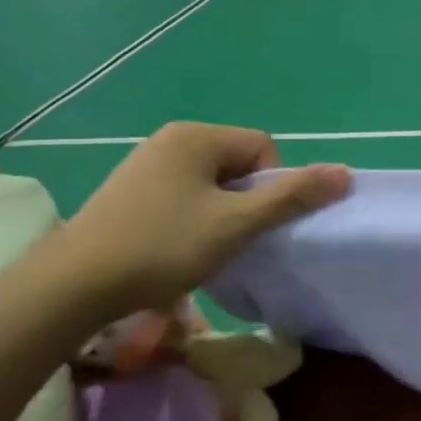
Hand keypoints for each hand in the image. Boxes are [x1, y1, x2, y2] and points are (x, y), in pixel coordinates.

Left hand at [56, 123, 350, 316]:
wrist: (74, 285)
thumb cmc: (163, 247)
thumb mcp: (237, 224)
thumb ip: (292, 197)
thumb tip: (345, 173)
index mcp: (196, 136)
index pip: (262, 148)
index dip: (271, 187)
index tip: (253, 225)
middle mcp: (170, 139)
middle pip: (236, 164)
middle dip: (245, 201)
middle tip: (233, 240)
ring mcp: (144, 164)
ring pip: (209, 184)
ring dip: (220, 214)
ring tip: (205, 249)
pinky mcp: (128, 191)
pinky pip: (181, 195)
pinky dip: (192, 219)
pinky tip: (176, 249)